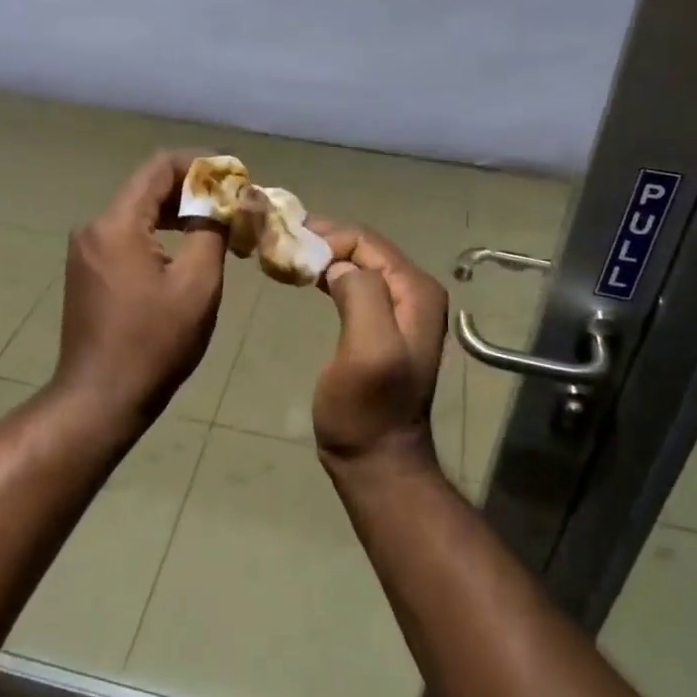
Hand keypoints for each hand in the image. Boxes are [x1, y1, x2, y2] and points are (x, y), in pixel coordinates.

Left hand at [52, 150, 227, 426]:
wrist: (100, 398)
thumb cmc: (154, 342)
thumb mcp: (197, 284)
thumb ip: (212, 230)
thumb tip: (226, 201)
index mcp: (117, 224)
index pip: (160, 166)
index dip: (201, 163)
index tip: (236, 175)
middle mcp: (94, 227)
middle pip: (148, 187)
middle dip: (193, 188)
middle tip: (235, 203)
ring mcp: (86, 250)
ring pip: (138, 212)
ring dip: (179, 212)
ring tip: (220, 225)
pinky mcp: (88, 270)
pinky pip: (127, 235)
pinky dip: (160, 234)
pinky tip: (188, 249)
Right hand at [307, 220, 449, 476]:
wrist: (377, 459)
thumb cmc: (367, 408)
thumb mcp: (368, 349)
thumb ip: (361, 295)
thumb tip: (338, 266)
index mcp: (415, 291)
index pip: (367, 241)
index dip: (327, 237)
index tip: (287, 245)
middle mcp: (414, 292)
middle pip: (364, 248)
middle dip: (324, 241)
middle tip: (280, 242)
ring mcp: (400, 309)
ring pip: (357, 264)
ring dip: (324, 256)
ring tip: (287, 255)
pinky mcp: (383, 324)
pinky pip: (355, 285)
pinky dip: (329, 276)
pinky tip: (306, 277)